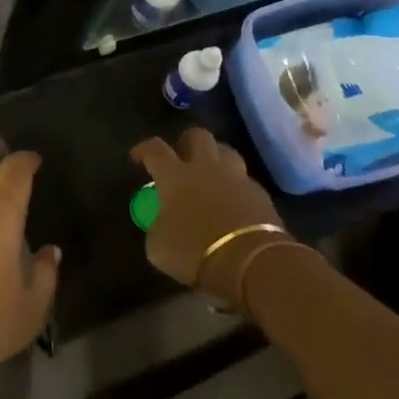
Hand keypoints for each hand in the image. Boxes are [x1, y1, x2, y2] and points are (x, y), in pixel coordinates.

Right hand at [132, 129, 287, 305]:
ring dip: (216, 159)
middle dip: (187, 142)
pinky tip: (234, 202)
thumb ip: (157, 228)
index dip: (144, 149)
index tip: (138, 156)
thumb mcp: (159, 247)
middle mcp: (205, 167)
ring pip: (226, 152)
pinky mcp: (260, 194)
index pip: (155, 149)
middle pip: (197, 136)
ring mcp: (236, 178)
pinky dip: (236, 187)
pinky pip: (245, 181)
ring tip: (211, 175)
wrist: (251, 263)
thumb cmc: (195, 251)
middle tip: (182, 158)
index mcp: (175, 175)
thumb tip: (161, 223)